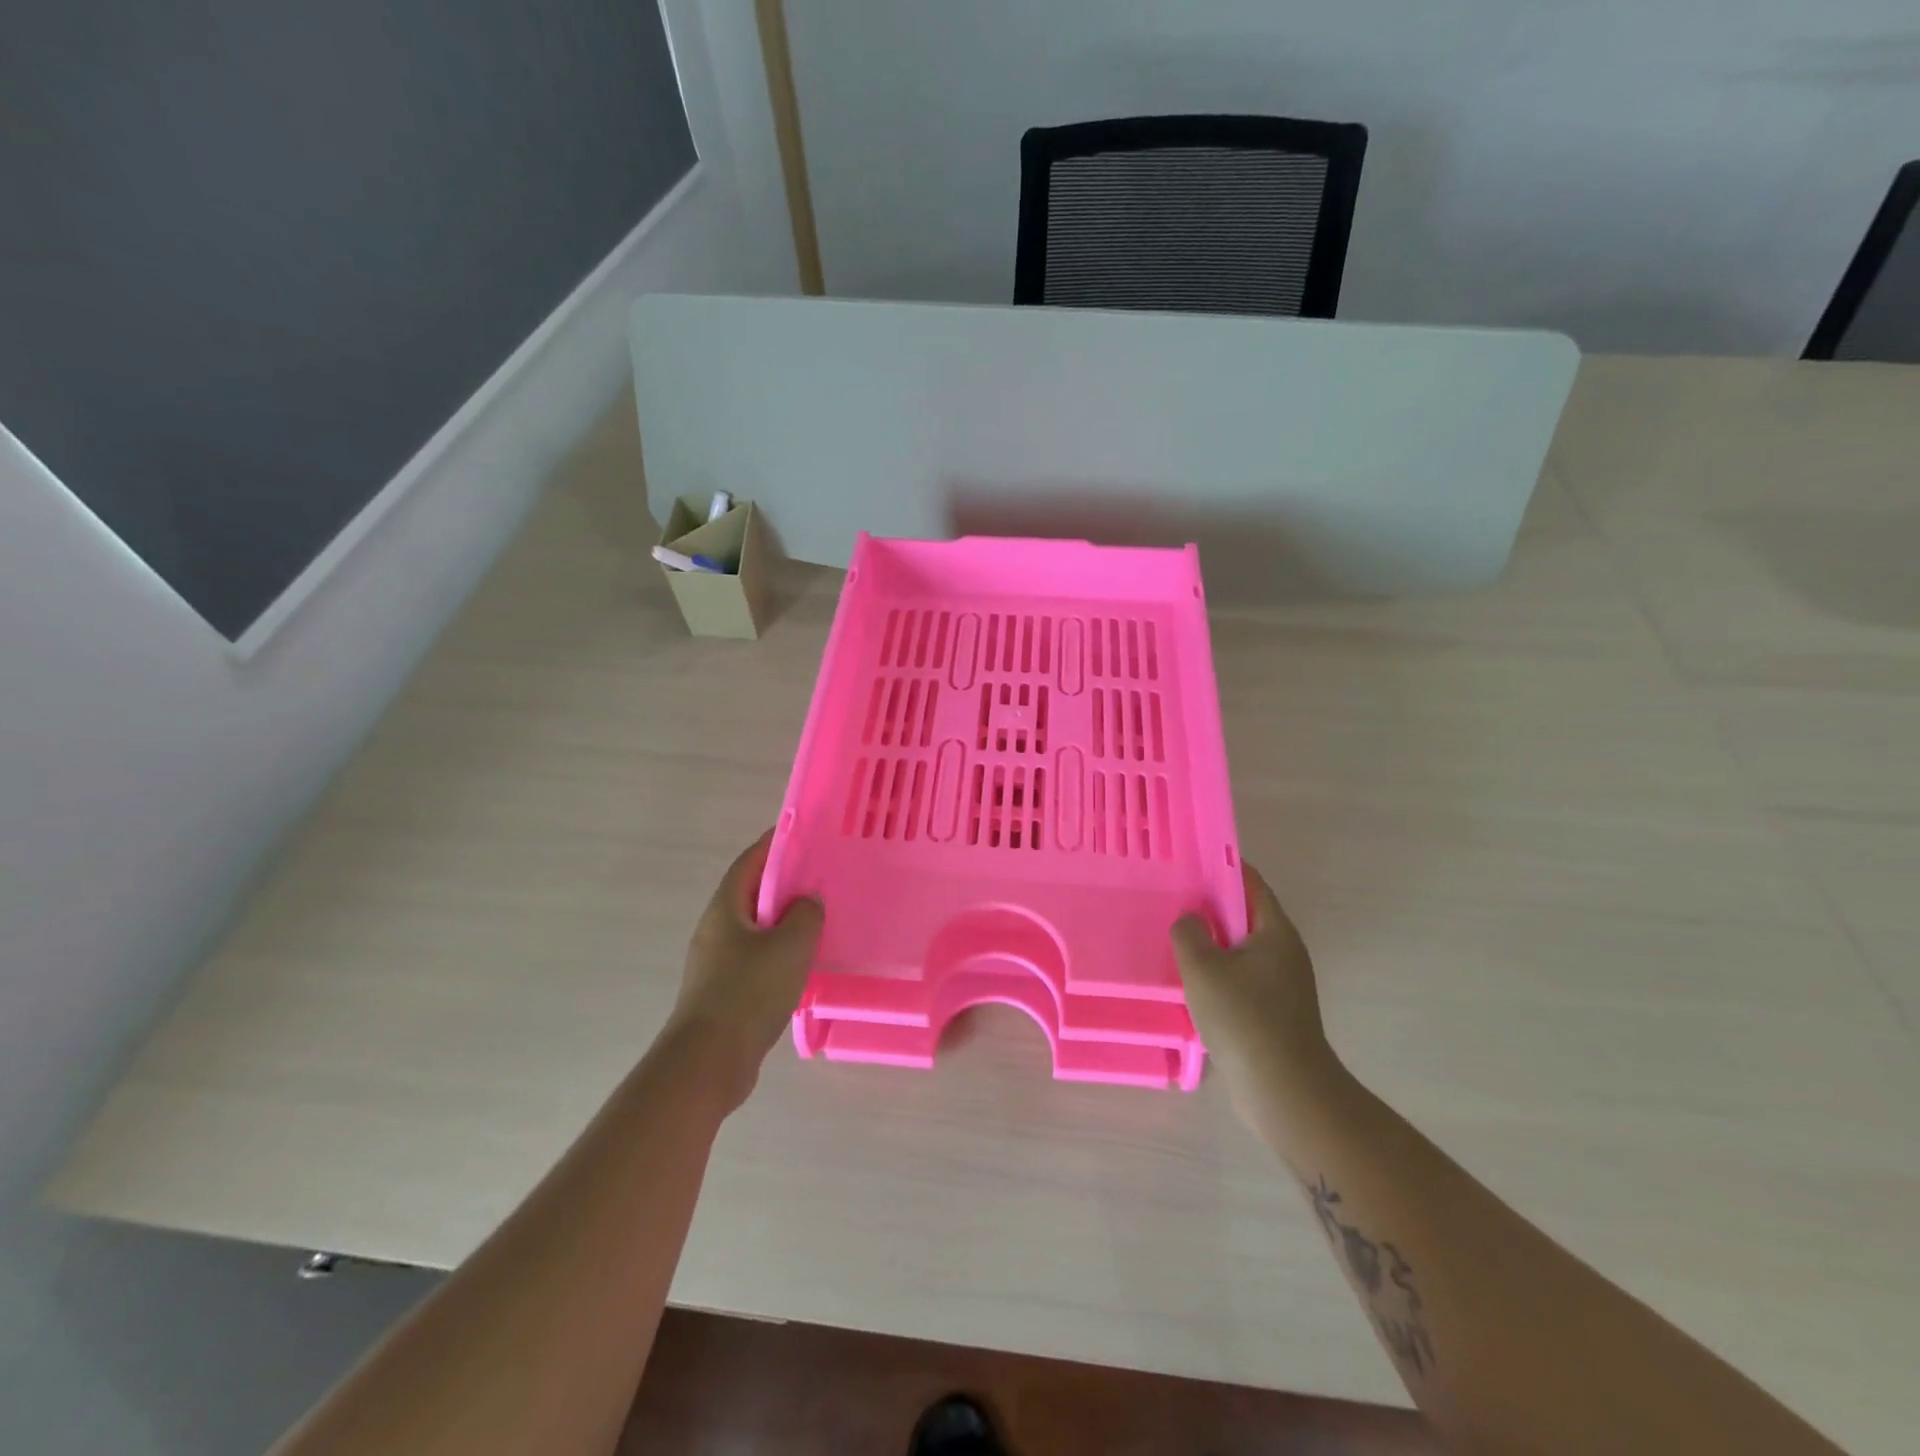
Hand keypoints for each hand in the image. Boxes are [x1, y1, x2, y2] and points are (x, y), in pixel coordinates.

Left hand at [663, 831, 822, 1110]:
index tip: (802, 834)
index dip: (774, 844)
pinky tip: (805, 964)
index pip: (750, 862)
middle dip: (784, 883)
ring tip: (820, 919)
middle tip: (821, 877)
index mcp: (726, 908)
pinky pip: (757, 959)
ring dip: (784, 921)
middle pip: (752, 894)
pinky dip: (780, 953)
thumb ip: (806, 915)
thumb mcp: (789, 945)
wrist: (709, 1062)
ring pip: (756, 929)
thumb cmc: (748, 992)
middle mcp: (716, 929)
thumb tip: (808, 901)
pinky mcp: (724, 992)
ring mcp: (717, 963)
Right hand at [1171, 862, 1338, 1125]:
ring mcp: (1282, 984)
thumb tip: (1189, 920)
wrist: (1284, 1091)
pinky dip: (1218, 971)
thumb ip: (1189, 933)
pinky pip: (1241, 977)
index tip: (1190, 861)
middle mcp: (1284, 952)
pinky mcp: (1274, 1012)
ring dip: (1212, 942)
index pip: (1251, 882)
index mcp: (1276, 931)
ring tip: (1174, 938)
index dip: (1222, 866)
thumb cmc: (1244, 1018)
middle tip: (1172, 899)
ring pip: (1241, 949)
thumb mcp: (1203, 967)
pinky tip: (1190, 982)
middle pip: (1245, 915)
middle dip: (1211, 905)